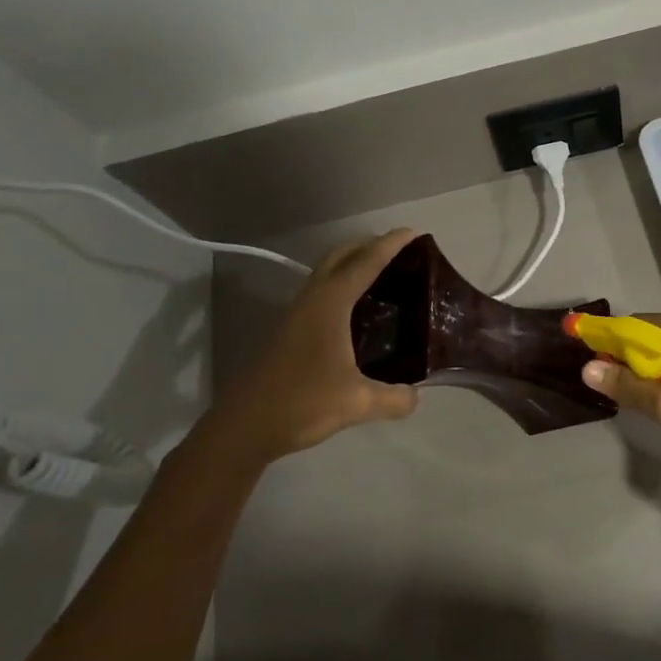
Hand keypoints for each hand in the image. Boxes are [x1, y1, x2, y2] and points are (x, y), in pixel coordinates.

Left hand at [209, 229, 421, 461]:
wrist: (244, 427)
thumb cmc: (302, 403)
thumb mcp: (357, 403)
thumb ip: (394, 398)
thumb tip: (416, 396)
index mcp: (330, 304)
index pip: (366, 263)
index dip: (390, 245)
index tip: (414, 233)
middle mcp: (312, 299)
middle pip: (341, 255)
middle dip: (368, 245)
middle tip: (400, 250)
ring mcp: (296, 313)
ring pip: (327, 272)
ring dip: (352, 263)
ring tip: (383, 274)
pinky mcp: (289, 330)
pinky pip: (321, 291)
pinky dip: (342, 285)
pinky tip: (357, 310)